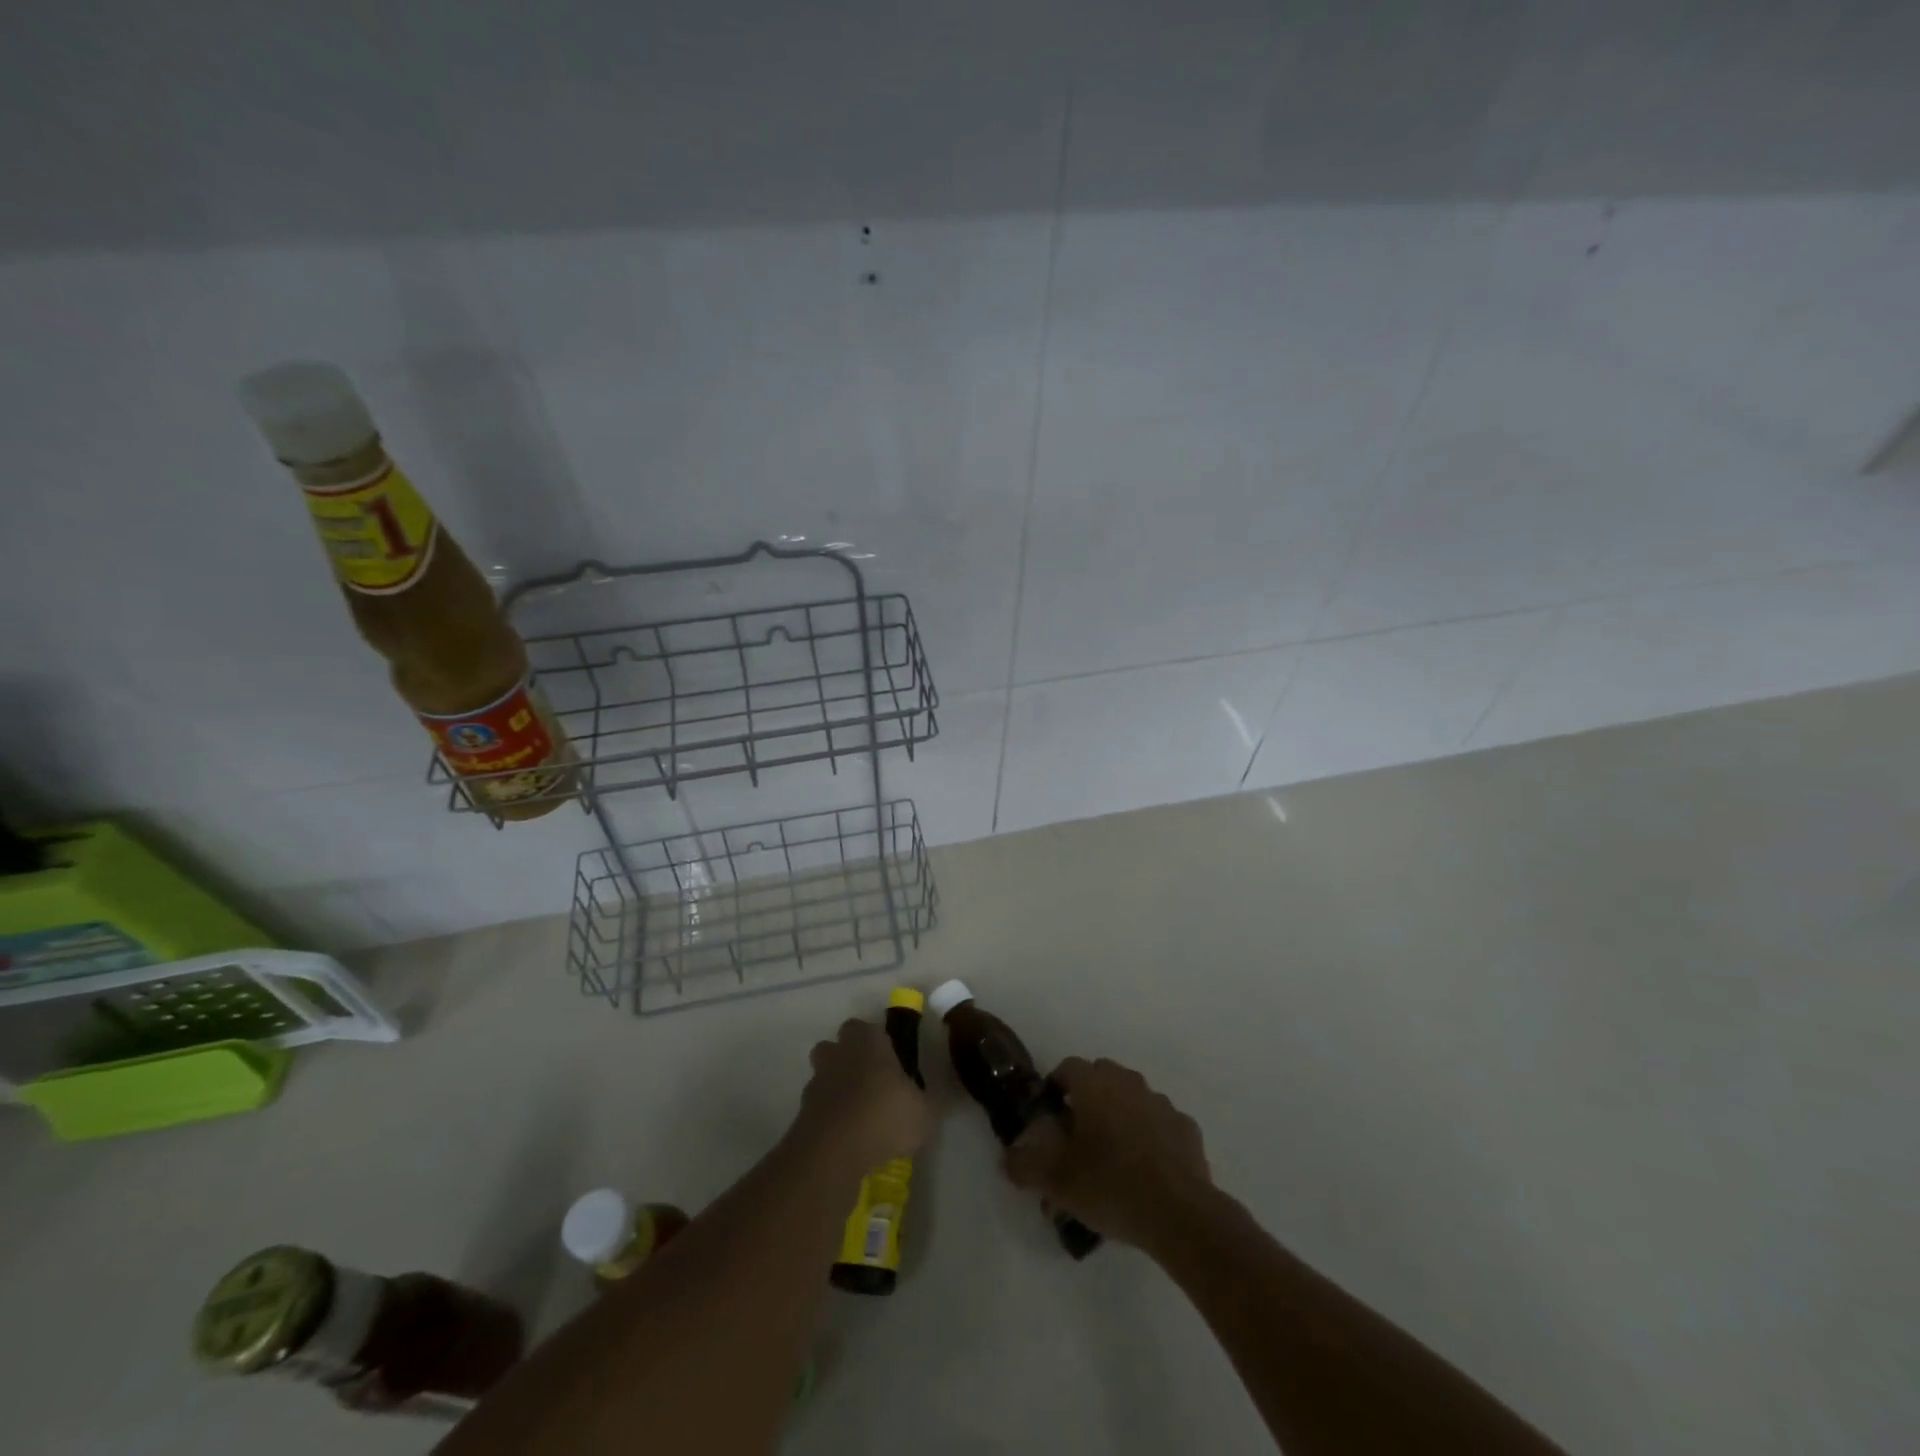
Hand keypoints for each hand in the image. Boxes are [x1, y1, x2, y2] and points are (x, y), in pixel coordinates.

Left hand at [794, 1018, 931, 1172]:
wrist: (834, 1152)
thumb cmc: (885, 1117)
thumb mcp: (925, 1113)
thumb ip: (926, 1103)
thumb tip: (930, 1102)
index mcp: (867, 1041)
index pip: (866, 1028)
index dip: (876, 1043)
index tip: (889, 1062)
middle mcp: (838, 1053)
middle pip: (836, 1047)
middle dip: (848, 1060)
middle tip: (870, 1084)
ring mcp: (816, 1082)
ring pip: (824, 1076)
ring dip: (836, 1089)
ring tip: (858, 1115)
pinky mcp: (802, 1113)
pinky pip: (818, 1108)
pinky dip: (828, 1118)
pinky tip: (846, 1139)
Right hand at [1004, 1057, 1212, 1253]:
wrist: (1179, 1214)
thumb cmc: (1110, 1185)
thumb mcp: (1055, 1180)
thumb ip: (1024, 1165)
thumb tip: (1008, 1158)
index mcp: (1095, 1084)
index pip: (1066, 1068)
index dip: (1054, 1089)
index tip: (1048, 1119)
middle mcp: (1128, 1082)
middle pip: (1100, 1079)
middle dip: (1087, 1101)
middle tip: (1077, 1139)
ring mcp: (1161, 1103)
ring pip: (1132, 1100)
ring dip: (1119, 1118)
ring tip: (1111, 1159)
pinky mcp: (1186, 1129)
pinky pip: (1160, 1125)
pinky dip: (1150, 1138)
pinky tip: (1145, 1171)